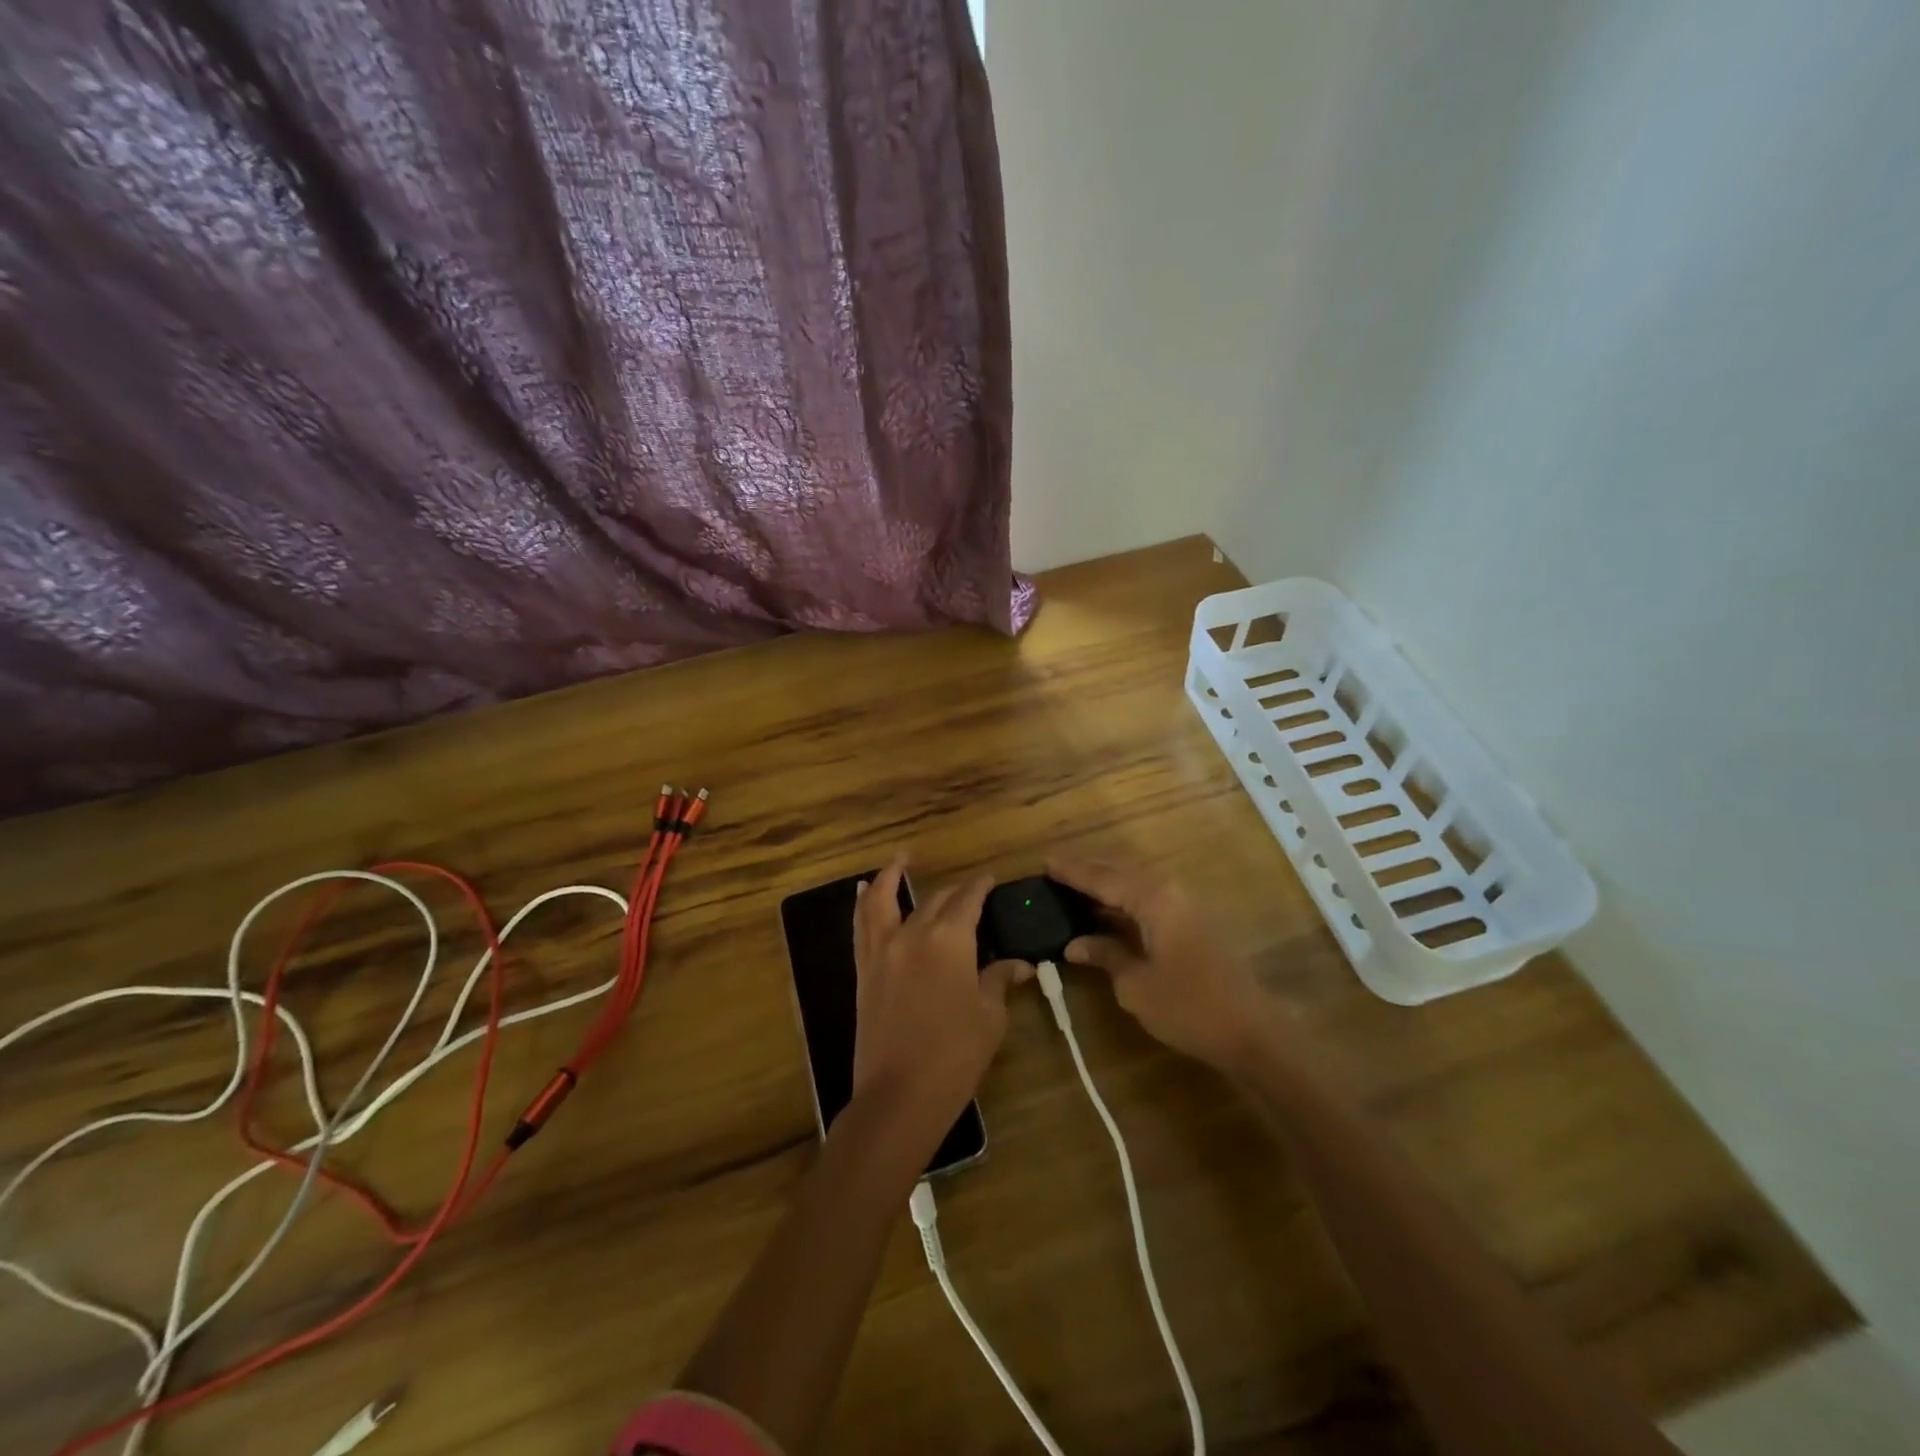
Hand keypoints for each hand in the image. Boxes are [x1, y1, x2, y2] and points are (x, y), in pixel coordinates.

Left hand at [852, 854, 1031, 1145]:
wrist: (899, 1095)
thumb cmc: (955, 1055)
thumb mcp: (989, 1017)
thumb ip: (999, 981)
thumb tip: (1019, 965)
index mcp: (950, 940)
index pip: (968, 901)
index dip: (980, 888)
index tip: (990, 880)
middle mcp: (913, 933)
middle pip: (935, 900)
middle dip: (954, 891)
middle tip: (968, 889)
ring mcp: (883, 950)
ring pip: (884, 900)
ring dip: (892, 876)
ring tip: (900, 858)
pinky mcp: (865, 970)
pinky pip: (861, 925)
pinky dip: (864, 903)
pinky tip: (864, 891)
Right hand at [1048, 854, 1272, 1068]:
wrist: (1252, 1033)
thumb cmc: (1188, 1008)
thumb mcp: (1136, 985)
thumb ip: (1105, 955)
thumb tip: (1075, 943)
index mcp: (1155, 899)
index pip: (1103, 878)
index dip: (1073, 871)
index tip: (1045, 862)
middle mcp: (1171, 891)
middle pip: (1122, 872)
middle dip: (1089, 872)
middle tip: (1057, 872)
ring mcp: (1187, 905)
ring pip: (1138, 884)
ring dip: (1108, 886)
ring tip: (1075, 890)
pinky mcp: (1196, 922)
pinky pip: (1151, 899)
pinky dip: (1126, 902)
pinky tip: (1109, 914)